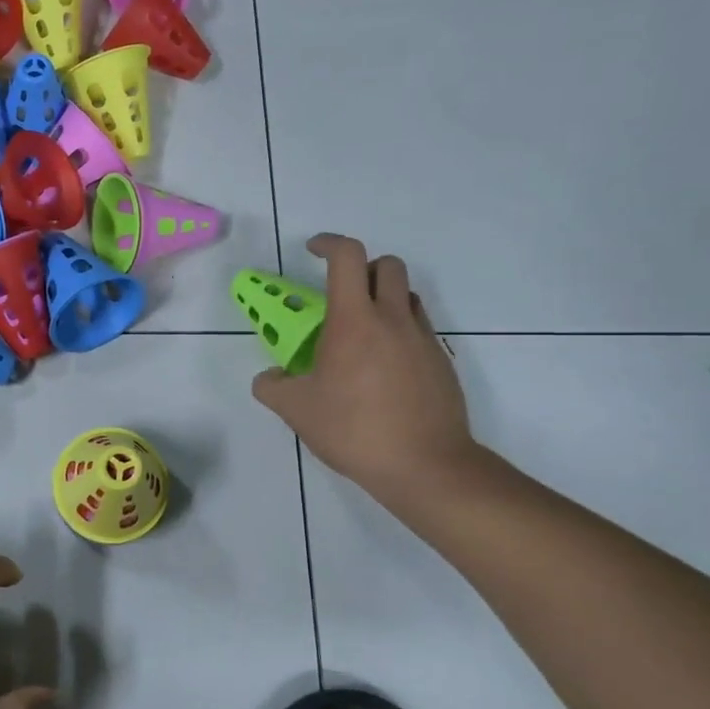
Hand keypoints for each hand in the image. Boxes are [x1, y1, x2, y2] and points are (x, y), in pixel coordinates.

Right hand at [252, 233, 477, 498]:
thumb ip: (272, 386)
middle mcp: (393, 319)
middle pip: (387, 265)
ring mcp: (423, 339)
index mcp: (354, 321)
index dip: (328, 243)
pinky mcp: (441, 362)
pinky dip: (398, 331)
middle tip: (339, 294)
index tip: (311, 251)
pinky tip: (381, 368)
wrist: (426, 465)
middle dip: (361, 268)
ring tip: (360, 331)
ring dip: (383, 297)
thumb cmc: (354, 429)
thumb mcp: (296, 410)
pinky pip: (419, 328)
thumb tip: (268, 378)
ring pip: (407, 295)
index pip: (347, 257)